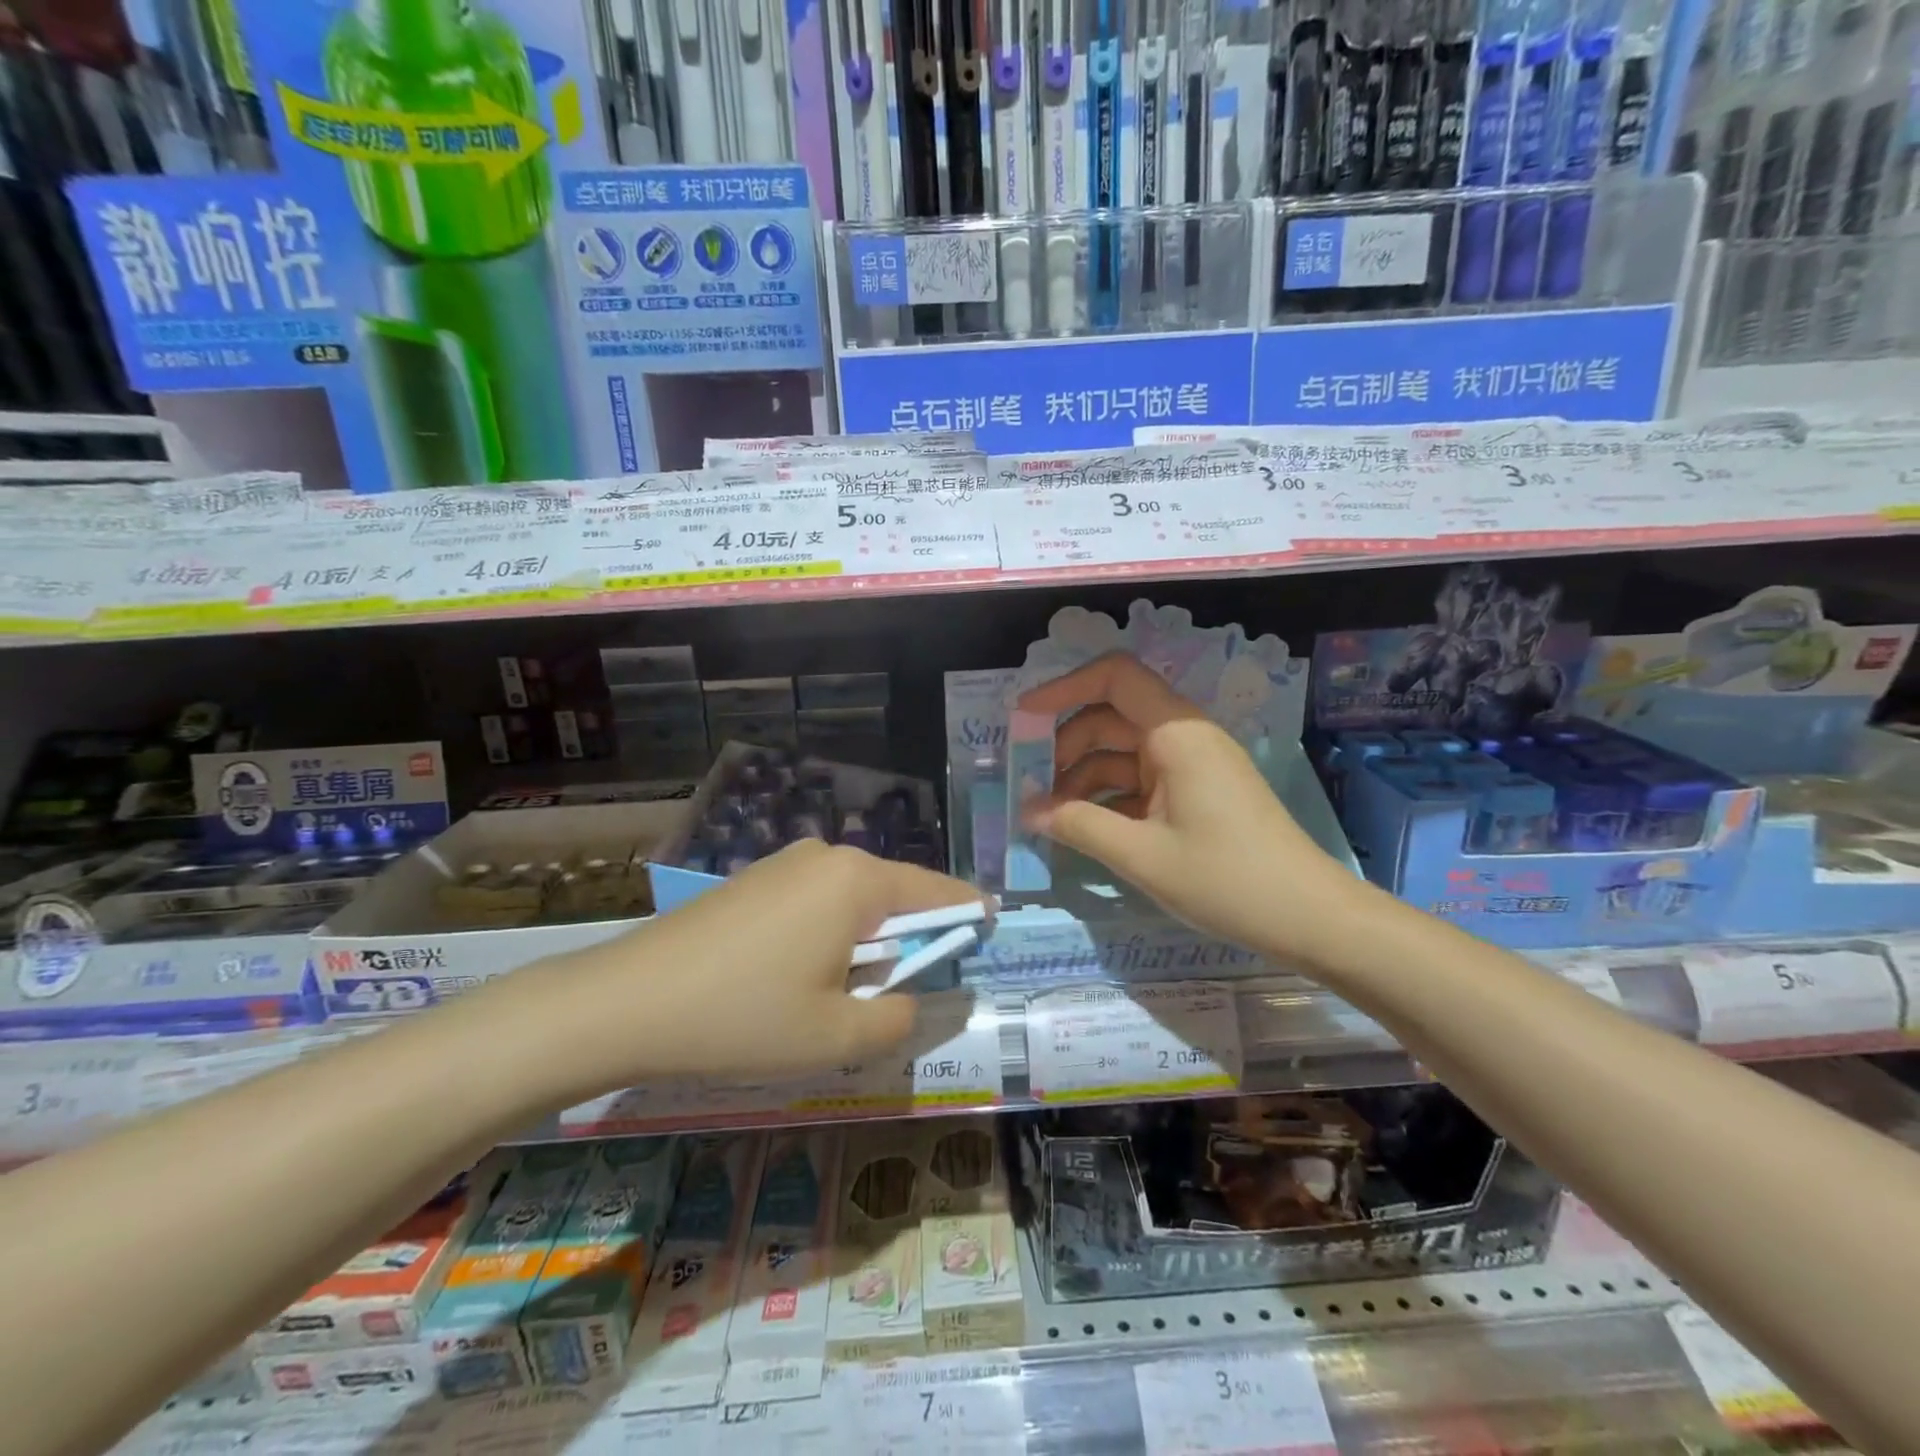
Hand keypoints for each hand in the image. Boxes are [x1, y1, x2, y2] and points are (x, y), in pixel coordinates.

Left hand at [516, 841, 987, 1097]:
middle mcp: (826, 856)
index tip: (992, 928)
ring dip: (863, 945)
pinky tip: (794, 979)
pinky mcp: (754, 880)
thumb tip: (913, 999)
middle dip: (906, 941)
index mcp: (858, 881)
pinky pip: (815, 903)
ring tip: (834, 998)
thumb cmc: (743, 1018)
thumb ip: (898, 1018)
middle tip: (896, 996)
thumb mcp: (836, 1038)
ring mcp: (784, 863)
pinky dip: (827, 936)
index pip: (937, 892)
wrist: (625, 1002)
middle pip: (894, 896)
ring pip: (852, 902)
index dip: (968, 913)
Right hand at [1018, 652, 1360, 964]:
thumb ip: (1078, 826)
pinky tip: (1082, 828)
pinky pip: (1139, 781)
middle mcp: (1183, 737)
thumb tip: (1028, 810)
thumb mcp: (1142, 855)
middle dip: (1064, 746)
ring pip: (1122, 752)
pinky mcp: (1195, 793)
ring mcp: (1191, 765)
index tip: (1023, 718)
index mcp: (1176, 732)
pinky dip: (1107, 798)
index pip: (1114, 677)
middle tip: (1028, 785)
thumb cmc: (1227, 879)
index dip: (1063, 687)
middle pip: (1110, 717)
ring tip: (1049, 816)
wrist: (1309, 918)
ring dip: (1082, 777)